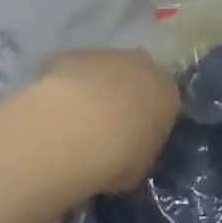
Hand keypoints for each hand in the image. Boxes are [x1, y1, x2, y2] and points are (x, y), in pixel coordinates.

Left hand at [33, 49, 178, 194]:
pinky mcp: (71, 54)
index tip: (135, 138)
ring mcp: (106, 55)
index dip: (148, 120)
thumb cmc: (119, 156)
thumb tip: (134, 149)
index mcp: (167, 93)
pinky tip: (54, 112)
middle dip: (124, 96)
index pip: (164, 102)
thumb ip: (142, 151)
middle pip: (136, 77)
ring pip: (104, 71)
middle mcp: (142, 65)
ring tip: (76, 122)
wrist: (75, 130)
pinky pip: (72, 71)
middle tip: (107, 127)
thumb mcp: (141, 167)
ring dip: (95, 89)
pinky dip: (66, 86)